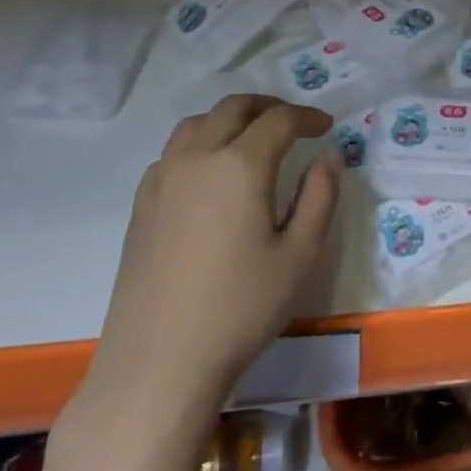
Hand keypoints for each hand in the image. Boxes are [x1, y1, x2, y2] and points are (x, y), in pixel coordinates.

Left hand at [83, 96, 339, 430]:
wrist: (158, 362)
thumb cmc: (241, 308)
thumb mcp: (300, 254)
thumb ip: (320, 197)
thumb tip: (328, 157)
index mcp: (240, 165)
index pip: (279, 120)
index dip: (307, 117)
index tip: (326, 127)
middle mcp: (197, 158)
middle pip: (233, 108)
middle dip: (269, 107)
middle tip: (294, 124)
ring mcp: (162, 180)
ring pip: (197, 123)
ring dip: (230, 119)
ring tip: (252, 138)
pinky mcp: (142, 204)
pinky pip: (173, 152)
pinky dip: (200, 143)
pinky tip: (213, 174)